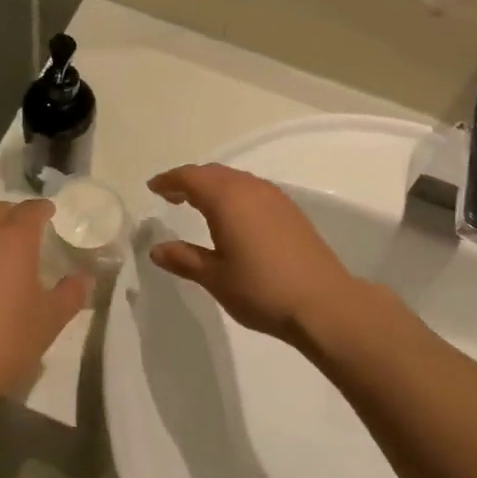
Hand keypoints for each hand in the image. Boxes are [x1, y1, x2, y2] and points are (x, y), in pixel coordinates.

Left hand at [0, 200, 89, 416]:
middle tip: (29, 232)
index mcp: (12, 239)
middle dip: (16, 216)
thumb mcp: (48, 321)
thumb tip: (84, 279)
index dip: (43, 209)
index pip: (31, 210)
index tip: (51, 214)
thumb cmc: (4, 338)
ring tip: (3, 257)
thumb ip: (69, 295)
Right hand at [147, 164, 379, 345]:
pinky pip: (252, 190)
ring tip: (197, 204)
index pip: (190, 177)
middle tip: (171, 195)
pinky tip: (232, 216)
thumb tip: (157, 249)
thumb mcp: (215, 277)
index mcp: (226, 199)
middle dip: (189, 180)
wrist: (323, 303)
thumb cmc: (261, 289)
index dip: (169, 180)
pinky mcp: (290, 211)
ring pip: (235, 180)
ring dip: (213, 186)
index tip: (153, 187)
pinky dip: (233, 194)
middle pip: (213, 173)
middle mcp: (250, 188)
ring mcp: (274, 197)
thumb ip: (184, 259)